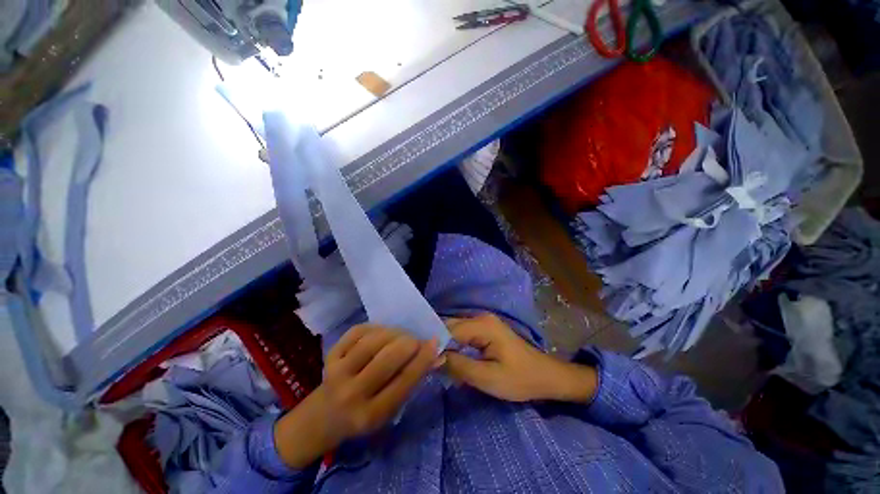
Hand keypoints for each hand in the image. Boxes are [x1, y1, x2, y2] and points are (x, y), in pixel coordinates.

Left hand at [274, 325, 438, 468]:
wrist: (322, 417)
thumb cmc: (363, 415)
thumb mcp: (389, 410)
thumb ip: (411, 382)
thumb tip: (435, 356)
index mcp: (371, 414)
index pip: (403, 382)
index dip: (423, 359)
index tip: (434, 342)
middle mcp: (352, 394)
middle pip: (386, 358)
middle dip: (408, 343)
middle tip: (415, 340)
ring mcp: (337, 372)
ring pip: (372, 342)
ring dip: (393, 333)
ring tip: (400, 335)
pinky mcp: (329, 356)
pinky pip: (357, 331)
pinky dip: (375, 327)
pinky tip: (382, 332)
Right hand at [443, 313, 597, 402]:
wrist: (546, 376)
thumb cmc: (520, 378)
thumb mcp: (488, 378)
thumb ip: (459, 366)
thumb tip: (433, 357)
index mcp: (482, 325)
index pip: (448, 329)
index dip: (434, 344)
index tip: (424, 361)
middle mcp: (480, 318)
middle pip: (450, 327)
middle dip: (438, 344)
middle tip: (428, 364)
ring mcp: (483, 323)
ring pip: (454, 331)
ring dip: (446, 346)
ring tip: (436, 363)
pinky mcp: (485, 330)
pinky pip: (463, 335)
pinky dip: (455, 347)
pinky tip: (450, 360)